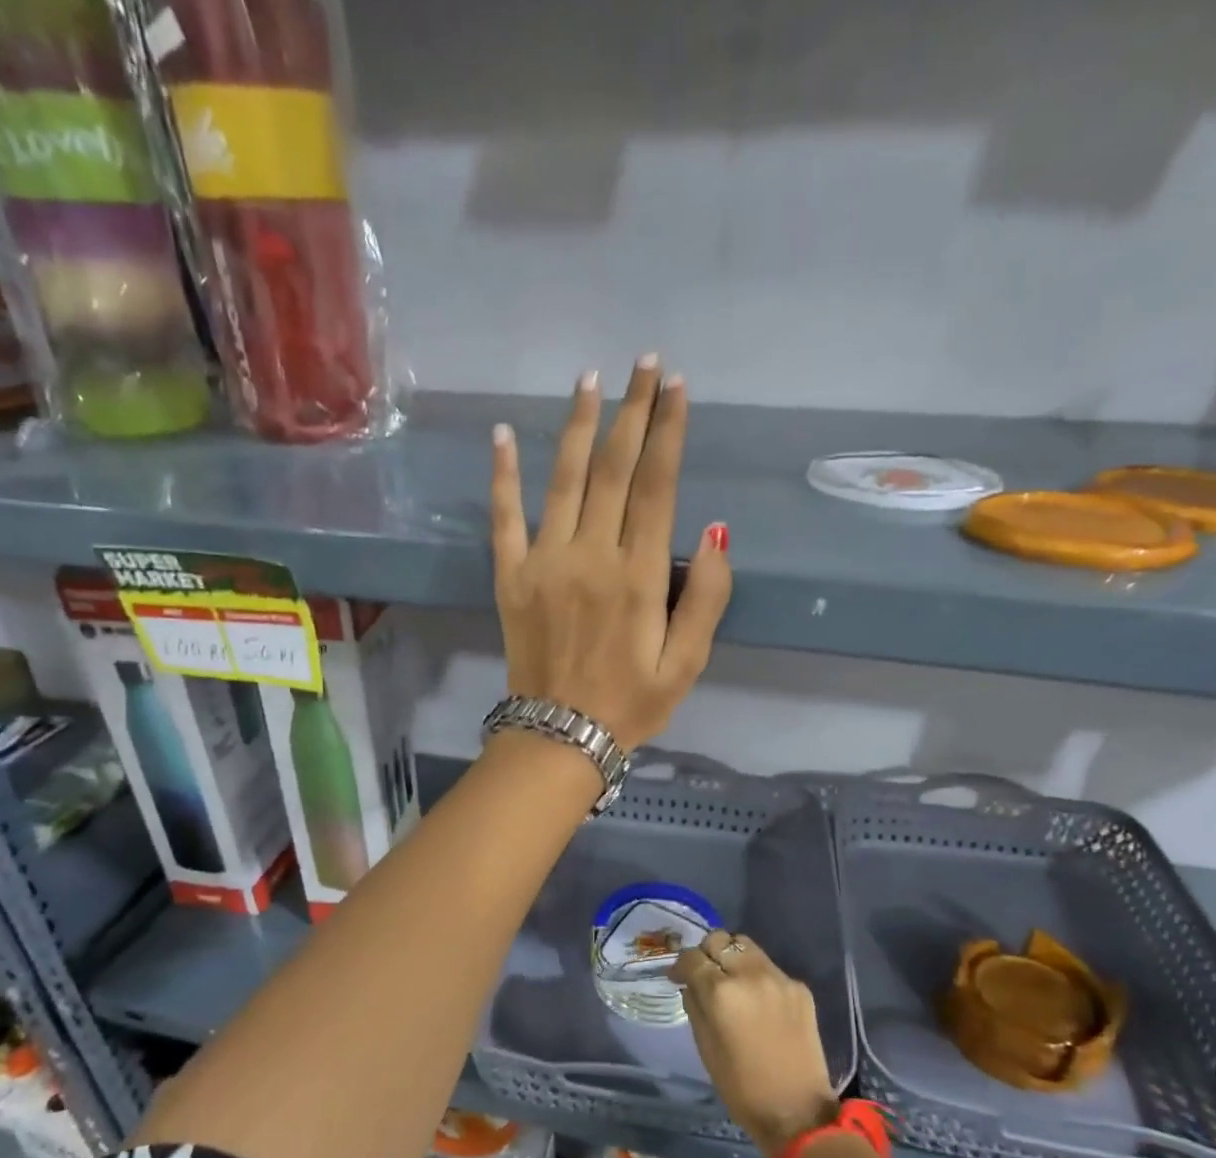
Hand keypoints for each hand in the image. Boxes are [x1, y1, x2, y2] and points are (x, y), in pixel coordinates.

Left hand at [490, 358, 730, 751]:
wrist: (560, 736)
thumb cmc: (631, 704)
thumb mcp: (688, 664)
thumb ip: (707, 598)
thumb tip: (714, 532)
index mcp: (639, 575)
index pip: (657, 485)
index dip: (669, 431)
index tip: (678, 387)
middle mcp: (591, 555)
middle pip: (613, 468)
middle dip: (633, 410)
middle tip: (644, 362)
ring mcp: (545, 562)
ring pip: (563, 478)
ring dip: (577, 424)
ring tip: (590, 379)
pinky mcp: (510, 576)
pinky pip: (504, 517)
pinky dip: (503, 474)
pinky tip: (501, 434)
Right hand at [670, 929, 839, 1157]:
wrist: (798, 1111)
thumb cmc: (741, 1087)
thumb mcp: (705, 1047)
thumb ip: (695, 1006)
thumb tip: (690, 984)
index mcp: (721, 992)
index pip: (692, 957)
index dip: (681, 965)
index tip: (677, 976)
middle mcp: (751, 975)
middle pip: (720, 940)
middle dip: (707, 953)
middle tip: (705, 975)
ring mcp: (779, 978)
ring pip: (746, 946)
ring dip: (733, 958)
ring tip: (731, 981)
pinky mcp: (800, 988)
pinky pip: (770, 968)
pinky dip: (757, 976)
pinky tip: (758, 1002)